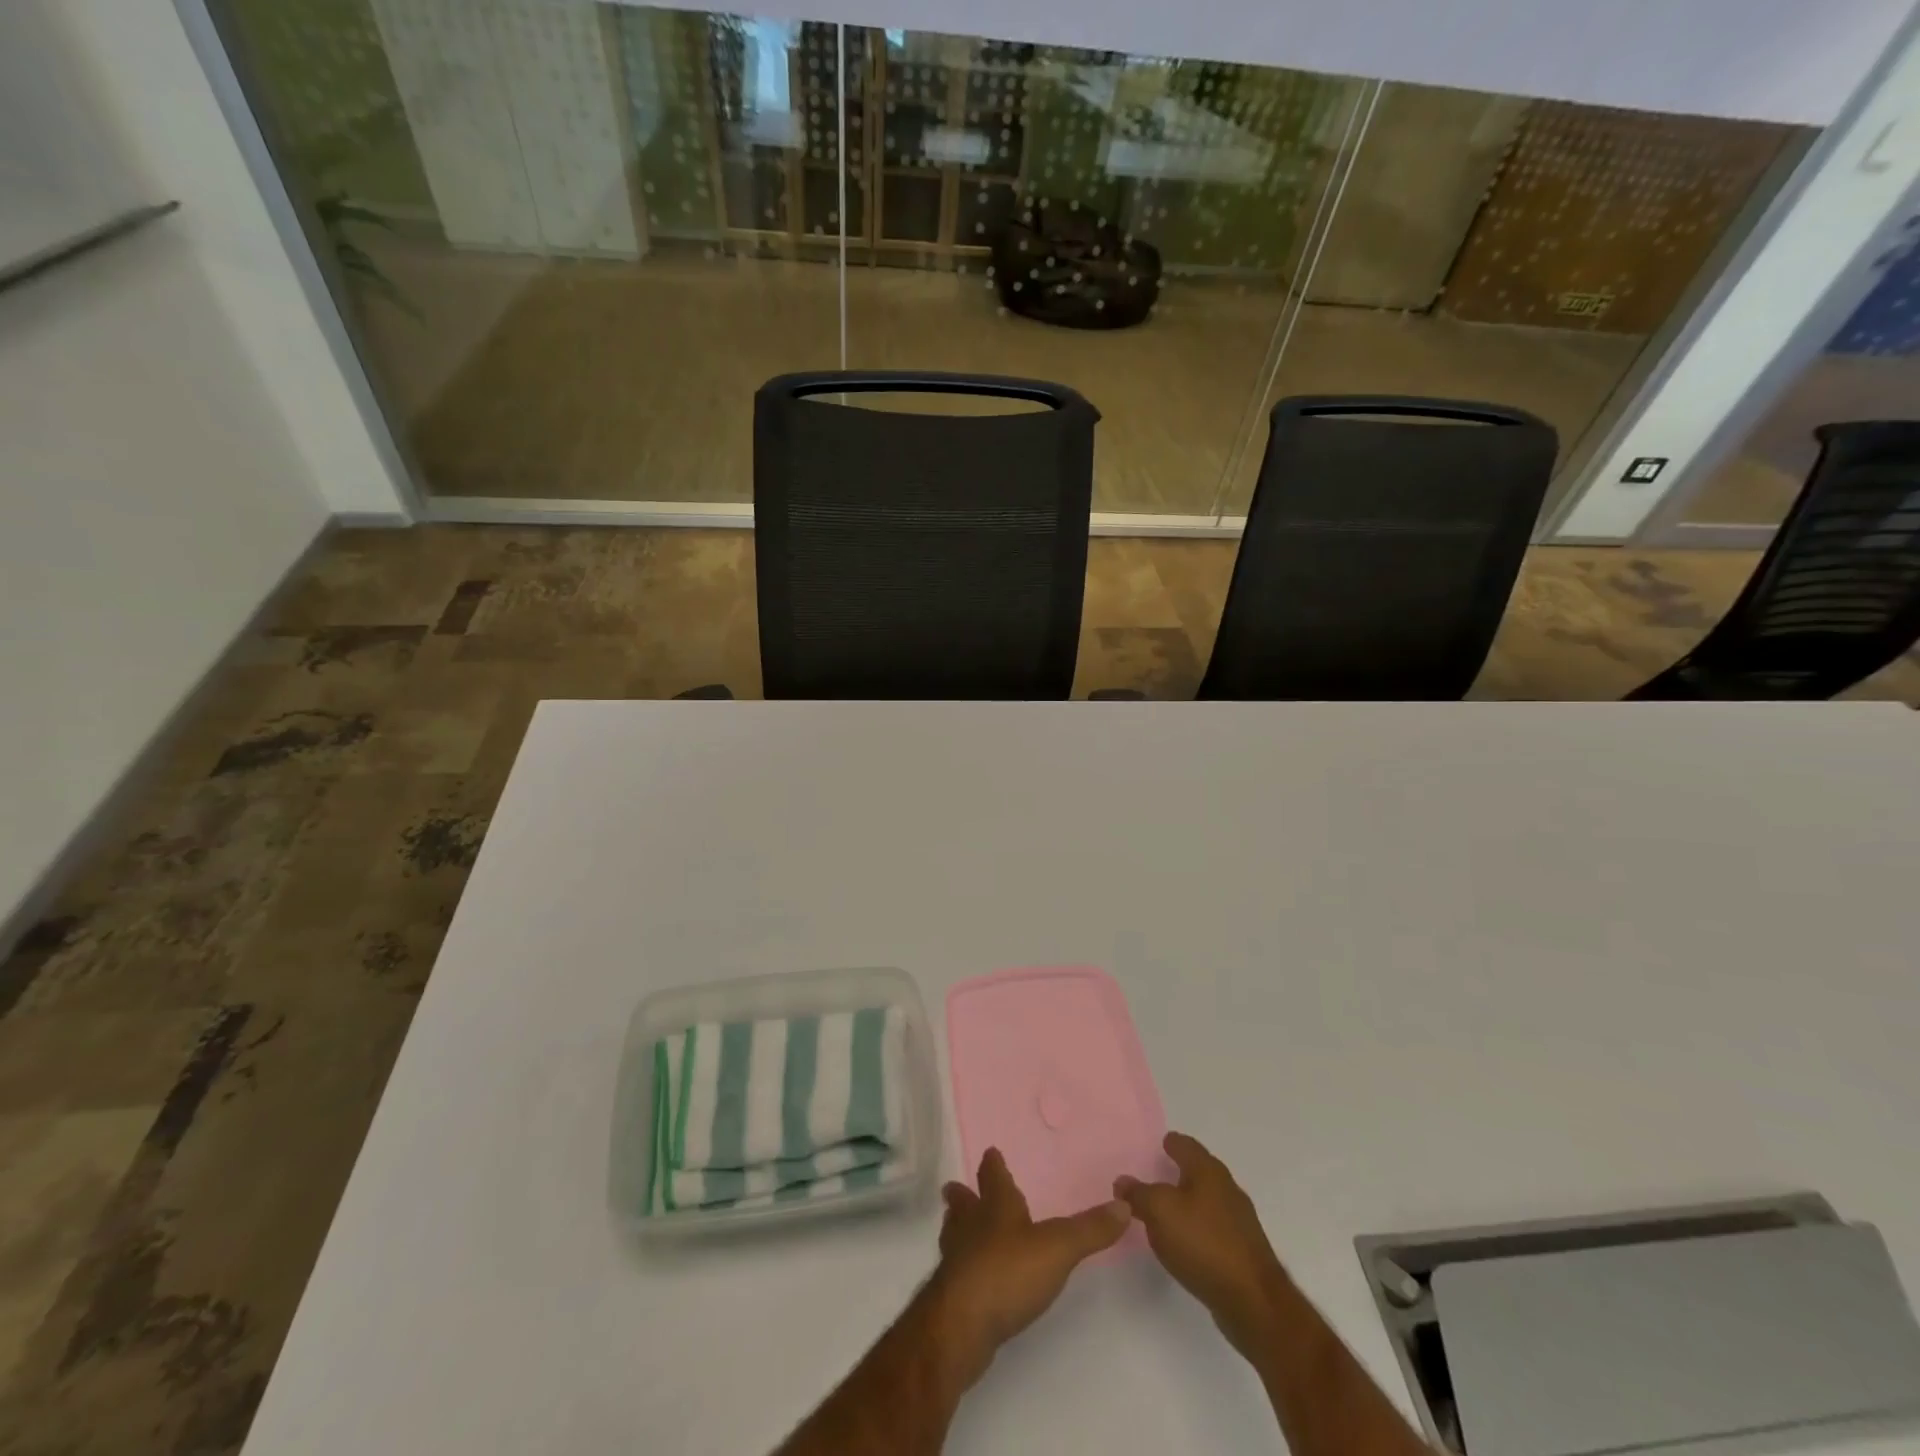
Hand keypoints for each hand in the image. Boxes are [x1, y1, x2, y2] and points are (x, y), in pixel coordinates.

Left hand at [928, 1148, 1130, 1385]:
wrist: (962, 1325)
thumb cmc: (1009, 1272)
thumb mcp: (1059, 1247)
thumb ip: (1090, 1229)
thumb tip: (1124, 1204)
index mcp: (996, 1207)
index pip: (993, 1176)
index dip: (993, 1165)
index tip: (990, 1153)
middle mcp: (971, 1226)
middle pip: (963, 1204)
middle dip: (963, 1196)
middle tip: (956, 1188)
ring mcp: (957, 1260)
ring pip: (954, 1234)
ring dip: (957, 1228)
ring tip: (958, 1227)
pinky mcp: (951, 1295)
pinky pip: (955, 1271)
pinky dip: (962, 1266)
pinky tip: (970, 1277)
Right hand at [1115, 1131, 1287, 1356]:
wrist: (1253, 1302)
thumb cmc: (1203, 1243)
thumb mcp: (1159, 1211)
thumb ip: (1138, 1194)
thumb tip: (1123, 1181)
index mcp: (1208, 1170)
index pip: (1184, 1144)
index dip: (1168, 1143)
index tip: (1154, 1146)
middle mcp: (1227, 1188)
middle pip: (1197, 1171)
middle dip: (1176, 1172)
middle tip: (1151, 1177)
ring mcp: (1238, 1221)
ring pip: (1205, 1200)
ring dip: (1185, 1202)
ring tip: (1162, 1211)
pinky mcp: (1242, 1250)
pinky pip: (1212, 1228)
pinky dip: (1195, 1228)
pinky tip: (1183, 1242)